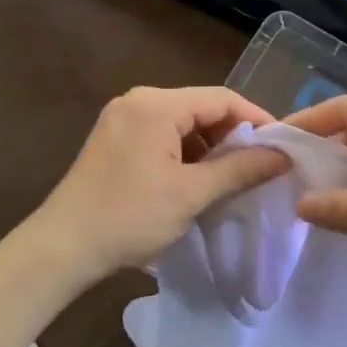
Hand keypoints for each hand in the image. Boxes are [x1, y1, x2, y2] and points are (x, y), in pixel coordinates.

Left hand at [31, 86, 290, 280]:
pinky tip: (198, 179)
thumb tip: (282, 155)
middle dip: (232, 135)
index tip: (283, 146)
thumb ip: (240, 169)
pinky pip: (161, 136)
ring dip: (209, 146)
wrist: (63, 247)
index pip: (221, 98)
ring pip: (182, 123)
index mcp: (156, 105)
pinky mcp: (114, 140)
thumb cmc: (130, 217)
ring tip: (233, 177)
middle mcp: (137, 101)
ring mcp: (121, 119)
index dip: (256, 119)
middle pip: (200, 107)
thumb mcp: (191, 193)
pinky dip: (185, 153)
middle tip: (261, 165)